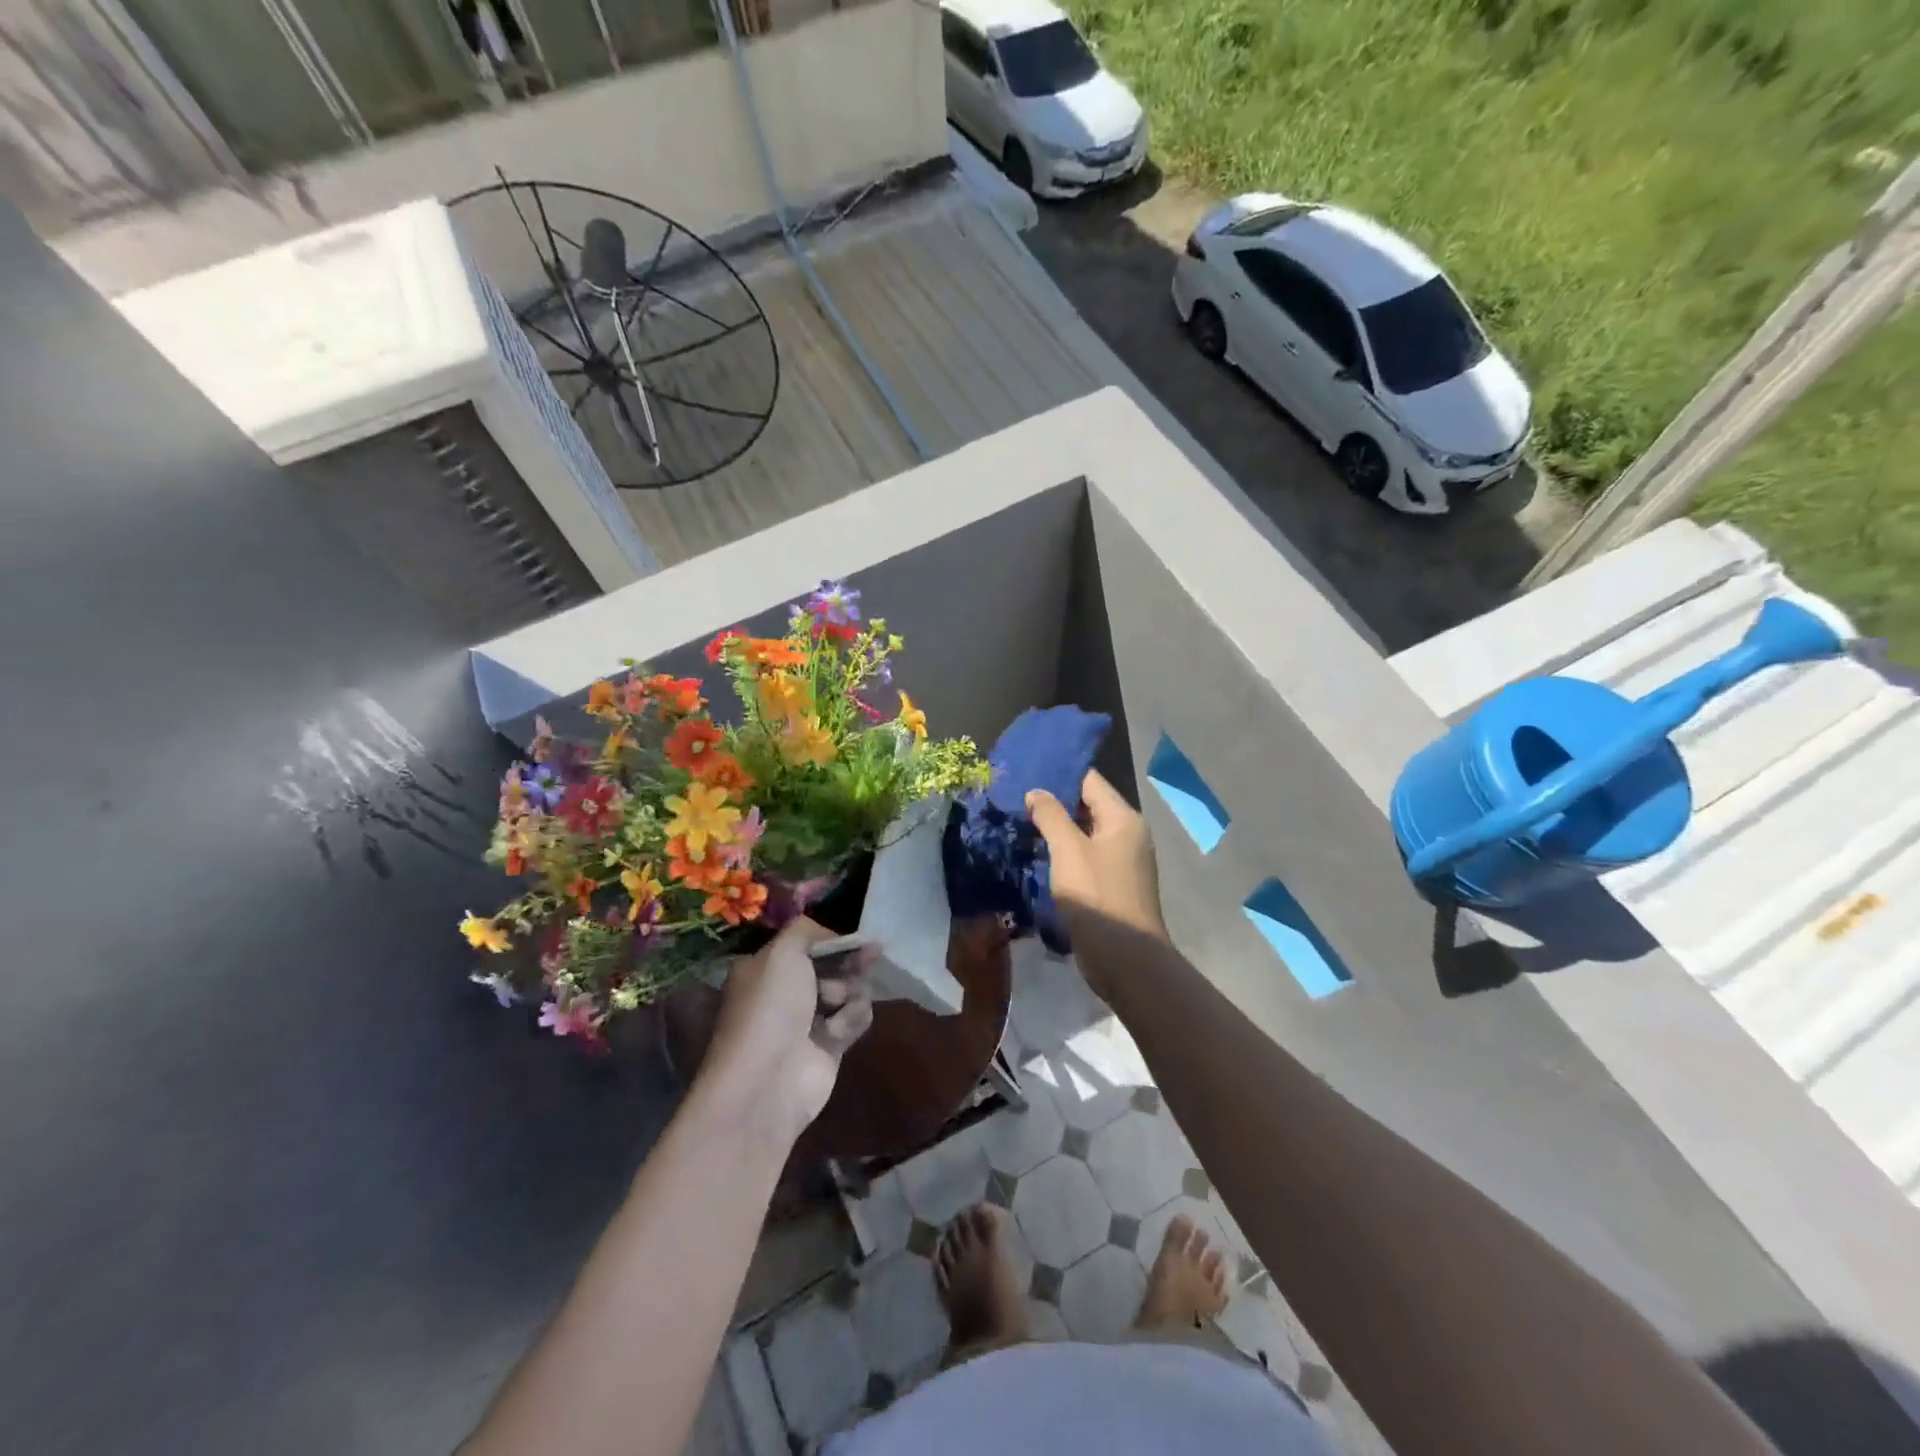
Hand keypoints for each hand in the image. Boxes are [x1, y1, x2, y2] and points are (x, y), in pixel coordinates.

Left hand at [706, 918, 874, 1146]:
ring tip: (836, 1004)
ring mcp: (809, 1021)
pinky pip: (855, 1019)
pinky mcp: (831, 1046)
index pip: (806, 944)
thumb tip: (828, 932)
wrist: (768, 1081)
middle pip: (832, 966)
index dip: (831, 938)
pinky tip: (838, 1032)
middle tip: (871, 954)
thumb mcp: (781, 952)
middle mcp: (786, 992)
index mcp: (766, 968)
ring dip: (848, 993)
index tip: (855, 935)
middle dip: (850, 962)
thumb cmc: (770, 1007)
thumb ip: (805, 930)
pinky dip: (852, 1021)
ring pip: (849, 990)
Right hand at [1026, 770, 1167, 984]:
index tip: (1027, 771)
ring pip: (1085, 834)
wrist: (1125, 959)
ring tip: (1022, 823)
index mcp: (1123, 818)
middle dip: (1055, 802)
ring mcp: (1123, 861)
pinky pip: (1086, 857)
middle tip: (1017, 797)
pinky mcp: (1113, 885)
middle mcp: (1128, 834)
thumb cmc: (1097, 896)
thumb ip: (1051, 816)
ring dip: (1057, 830)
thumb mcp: (1068, 850)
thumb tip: (1035, 791)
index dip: (1060, 773)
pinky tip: (1039, 855)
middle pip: (1088, 806)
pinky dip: (1065, 853)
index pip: (1090, 781)